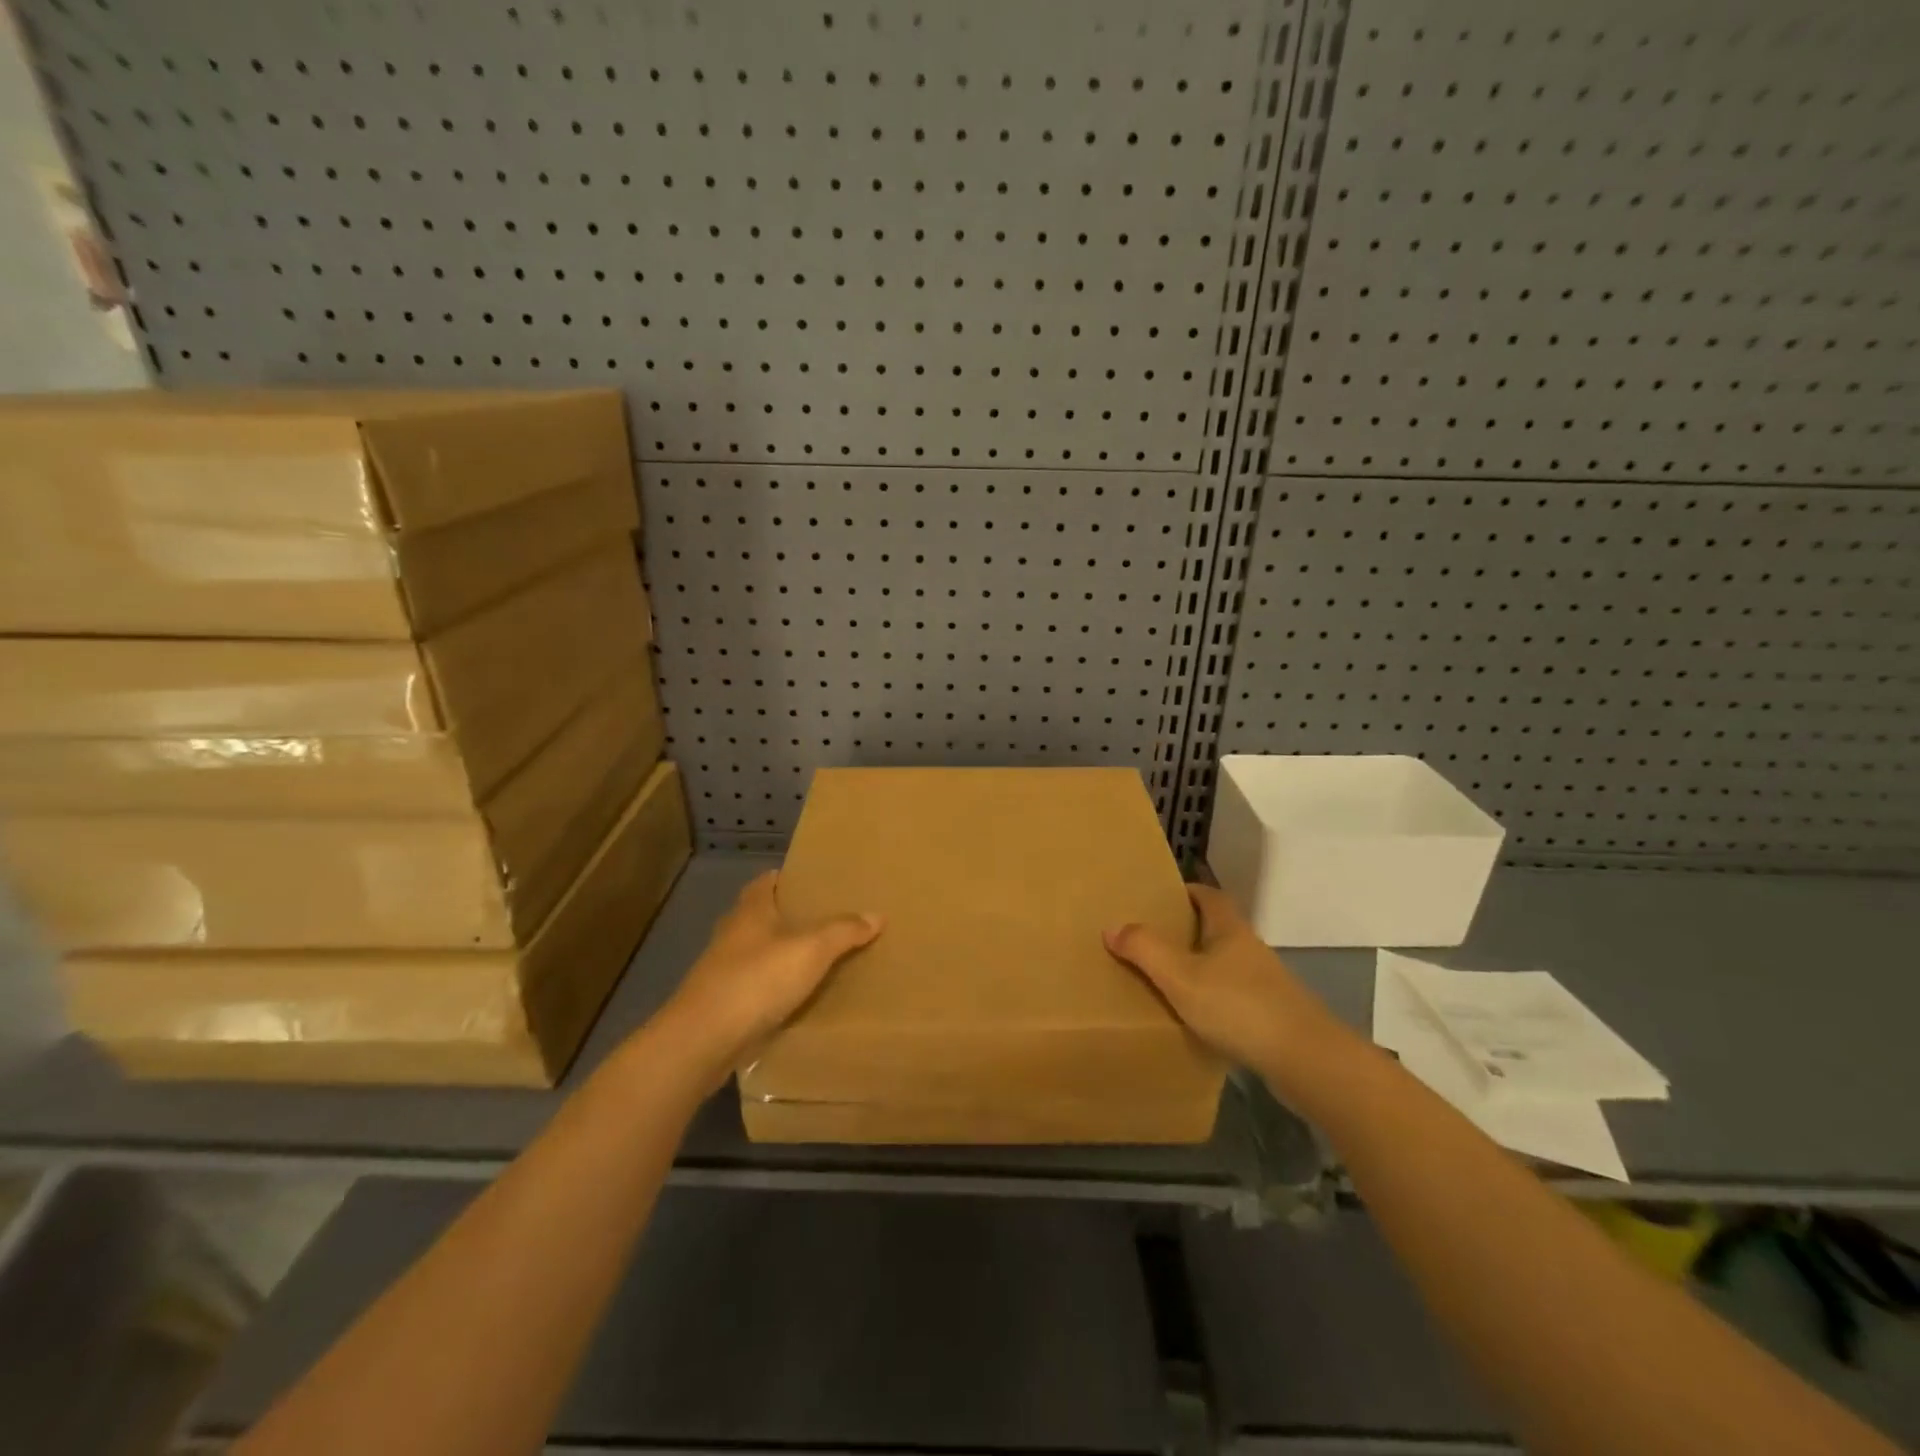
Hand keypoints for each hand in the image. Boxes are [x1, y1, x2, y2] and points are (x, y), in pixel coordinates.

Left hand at [656, 870, 881, 1084]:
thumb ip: (844, 931)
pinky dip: (776, 988)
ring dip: (784, 955)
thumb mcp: (811, 950)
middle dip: (792, 917)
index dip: (790, 878)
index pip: (768, 881)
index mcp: (751, 909)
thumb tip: (877, 915)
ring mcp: (724, 970)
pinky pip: (757, 986)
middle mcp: (733, 933)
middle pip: (764, 916)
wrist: (703, 1041)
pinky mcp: (723, 1003)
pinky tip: (799, 997)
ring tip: (822, 959)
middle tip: (830, 920)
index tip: (817, 882)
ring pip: (760, 953)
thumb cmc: (757, 980)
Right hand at [1103, 883, 1345, 1089]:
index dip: (1186, 892)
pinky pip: (1235, 998)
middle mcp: (1250, 950)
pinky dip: (1214, 1001)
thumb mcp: (1180, 976)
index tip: (1159, 898)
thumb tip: (1112, 926)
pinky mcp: (1273, 1017)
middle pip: (1217, 930)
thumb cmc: (1239, 1007)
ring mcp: (1266, 985)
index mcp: (1230, 930)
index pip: (1209, 896)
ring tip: (1167, 981)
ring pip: (1226, 966)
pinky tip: (1197, 1020)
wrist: (1306, 1061)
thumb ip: (1145, 950)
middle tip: (1152, 940)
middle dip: (1187, 932)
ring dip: (1201, 969)